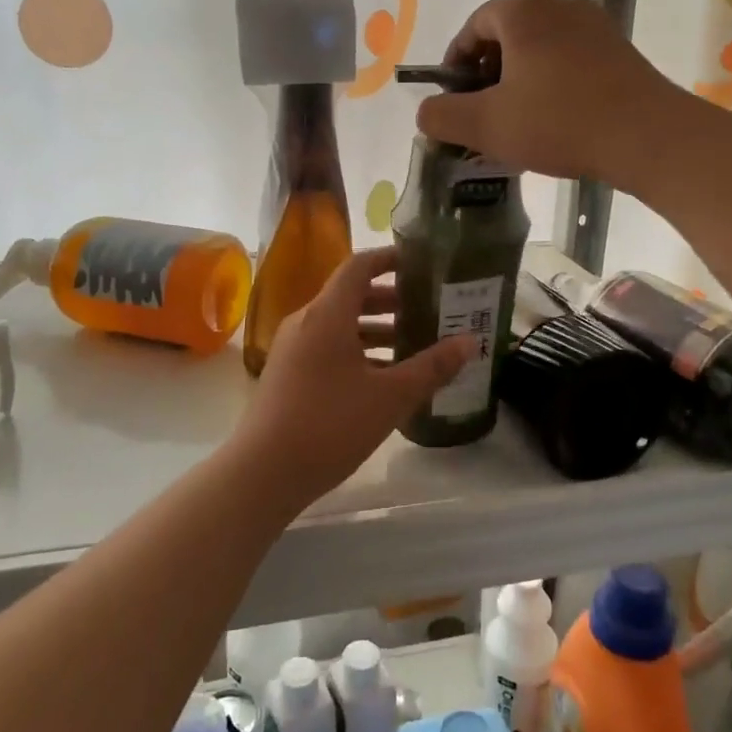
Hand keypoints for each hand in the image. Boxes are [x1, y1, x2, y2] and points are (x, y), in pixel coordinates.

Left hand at [232, 247, 473, 507]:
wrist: (262, 473)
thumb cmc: (329, 425)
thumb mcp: (390, 397)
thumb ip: (432, 367)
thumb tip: (470, 342)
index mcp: (327, 314)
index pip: (360, 266)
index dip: (390, 259)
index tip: (421, 263)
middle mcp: (306, 322)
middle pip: (350, 295)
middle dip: (390, 300)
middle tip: (428, 309)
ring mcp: (292, 349)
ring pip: (339, 325)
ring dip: (375, 329)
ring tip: (413, 344)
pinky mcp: (287, 374)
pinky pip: (327, 347)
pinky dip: (357, 350)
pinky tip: (382, 378)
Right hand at [414, 0, 679, 187]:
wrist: (647, 136)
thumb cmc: (559, 122)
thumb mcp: (486, 125)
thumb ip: (442, 116)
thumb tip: (426, 112)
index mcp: (524, 12)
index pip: (475, 24)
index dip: (456, 61)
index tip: (453, 97)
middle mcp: (561, 6)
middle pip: (508, 34)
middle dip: (488, 73)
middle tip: (482, 113)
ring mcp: (596, 27)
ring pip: (541, 50)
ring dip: (520, 82)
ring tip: (516, 122)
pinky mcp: (620, 52)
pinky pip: (570, 61)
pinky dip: (551, 85)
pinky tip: (553, 122)